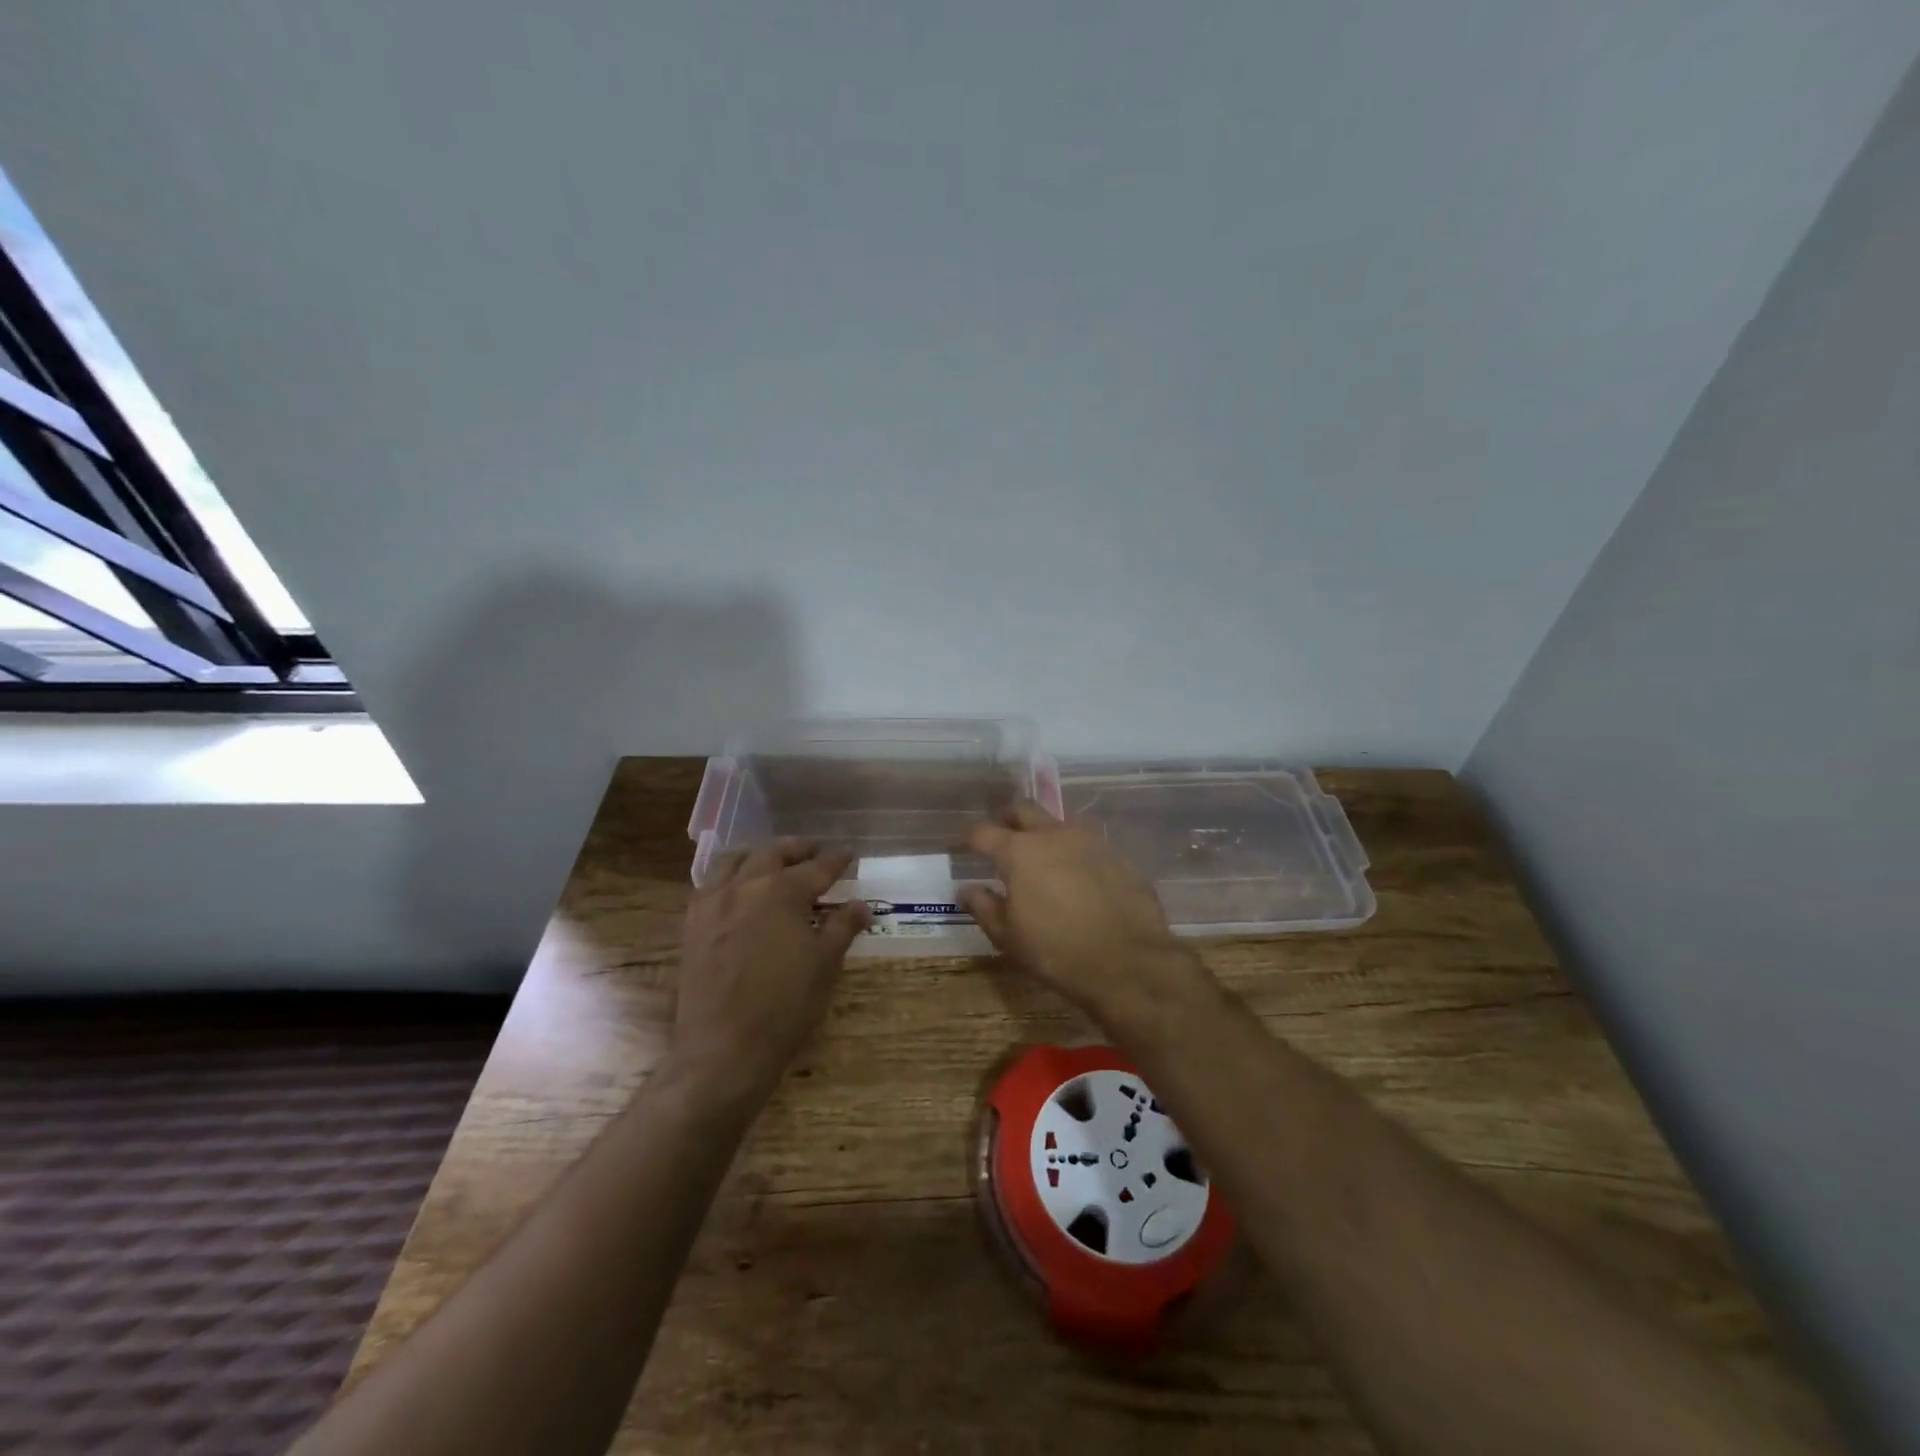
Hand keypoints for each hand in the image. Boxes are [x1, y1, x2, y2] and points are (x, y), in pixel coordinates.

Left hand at [673, 839, 869, 1103]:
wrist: (724, 1048)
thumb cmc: (785, 1005)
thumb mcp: (825, 964)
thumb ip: (842, 927)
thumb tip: (860, 905)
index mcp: (783, 891)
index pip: (816, 868)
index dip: (836, 861)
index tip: (847, 854)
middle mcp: (745, 886)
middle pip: (773, 854)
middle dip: (796, 849)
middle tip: (813, 850)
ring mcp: (713, 903)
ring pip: (734, 860)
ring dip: (758, 855)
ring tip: (772, 860)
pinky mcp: (692, 924)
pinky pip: (710, 884)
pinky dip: (728, 876)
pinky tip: (737, 889)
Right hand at [958, 800, 1215, 1026]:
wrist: (1129, 961)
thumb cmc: (1057, 952)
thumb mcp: (1009, 937)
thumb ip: (984, 907)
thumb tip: (966, 889)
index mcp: (1019, 851)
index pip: (982, 831)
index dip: (966, 836)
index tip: (958, 845)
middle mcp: (1052, 834)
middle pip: (1022, 808)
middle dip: (1005, 817)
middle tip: (999, 835)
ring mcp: (1089, 839)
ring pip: (1058, 819)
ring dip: (1043, 829)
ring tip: (1039, 852)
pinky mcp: (1116, 853)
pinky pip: (1087, 840)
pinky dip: (1072, 848)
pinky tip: (1074, 871)